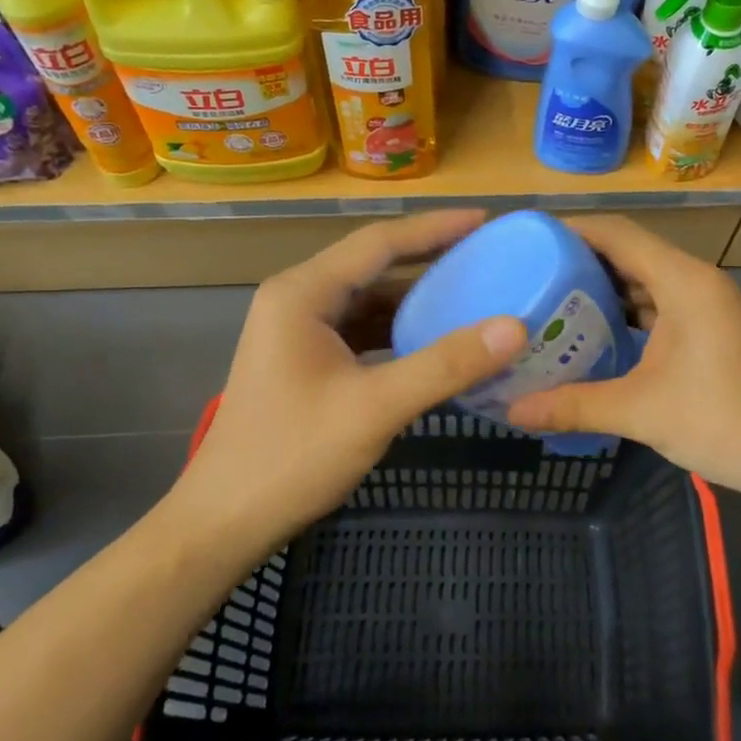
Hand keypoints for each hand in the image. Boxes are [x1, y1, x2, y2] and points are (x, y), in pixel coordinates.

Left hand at [164, 210, 525, 548]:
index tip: (486, 220)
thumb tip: (515, 327)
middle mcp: (298, 300)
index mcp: (303, 293)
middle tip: (489, 256)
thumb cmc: (292, 457)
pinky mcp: (307, 361)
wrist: (225, 520)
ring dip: (418, 298)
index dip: (435, 228)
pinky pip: (363, 331)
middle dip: (431, 260)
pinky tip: (437, 342)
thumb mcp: (375, 408)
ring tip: (474, 293)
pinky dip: (401, 331)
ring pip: (370, 300)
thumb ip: (445, 365)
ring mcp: (299, 331)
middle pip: (374, 265)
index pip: (379, 242)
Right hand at [505, 215, 740, 508]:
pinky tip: (593, 333)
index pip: (618, 234)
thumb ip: (573, 405)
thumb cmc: (722, 422)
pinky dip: (625, 311)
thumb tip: (512, 411)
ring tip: (551, 301)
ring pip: (645, 279)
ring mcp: (706, 304)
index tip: (527, 239)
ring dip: (603, 288)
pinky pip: (659, 304)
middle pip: (630, 252)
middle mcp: (695, 281)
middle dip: (580, 260)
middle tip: (529, 275)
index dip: (571, 230)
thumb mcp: (640, 412)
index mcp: (683, 282)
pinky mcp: (710, 327)